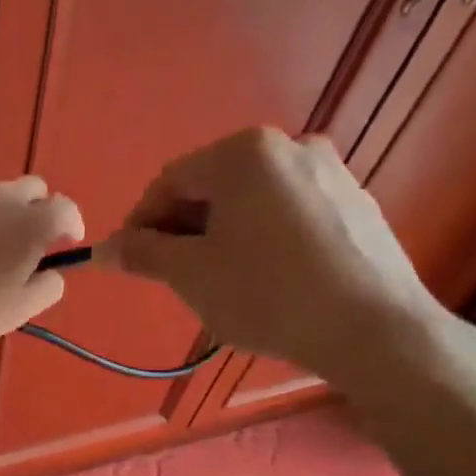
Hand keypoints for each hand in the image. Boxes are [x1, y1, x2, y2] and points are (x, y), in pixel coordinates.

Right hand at [100, 128, 448, 394]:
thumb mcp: (191, 275)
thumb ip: (142, 254)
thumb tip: (103, 250)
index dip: (140, 223)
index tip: (131, 263)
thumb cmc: (267, 294)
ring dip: (221, 234)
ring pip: (251, 201)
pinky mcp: (355, 203)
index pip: (169, 182)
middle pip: (212, 187)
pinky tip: (266, 279)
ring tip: (219, 282)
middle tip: (173, 276)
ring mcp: (330, 171)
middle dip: (183, 229)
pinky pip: (288, 213)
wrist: (372, 328)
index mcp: (244, 153)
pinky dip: (263, 238)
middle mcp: (290, 146)